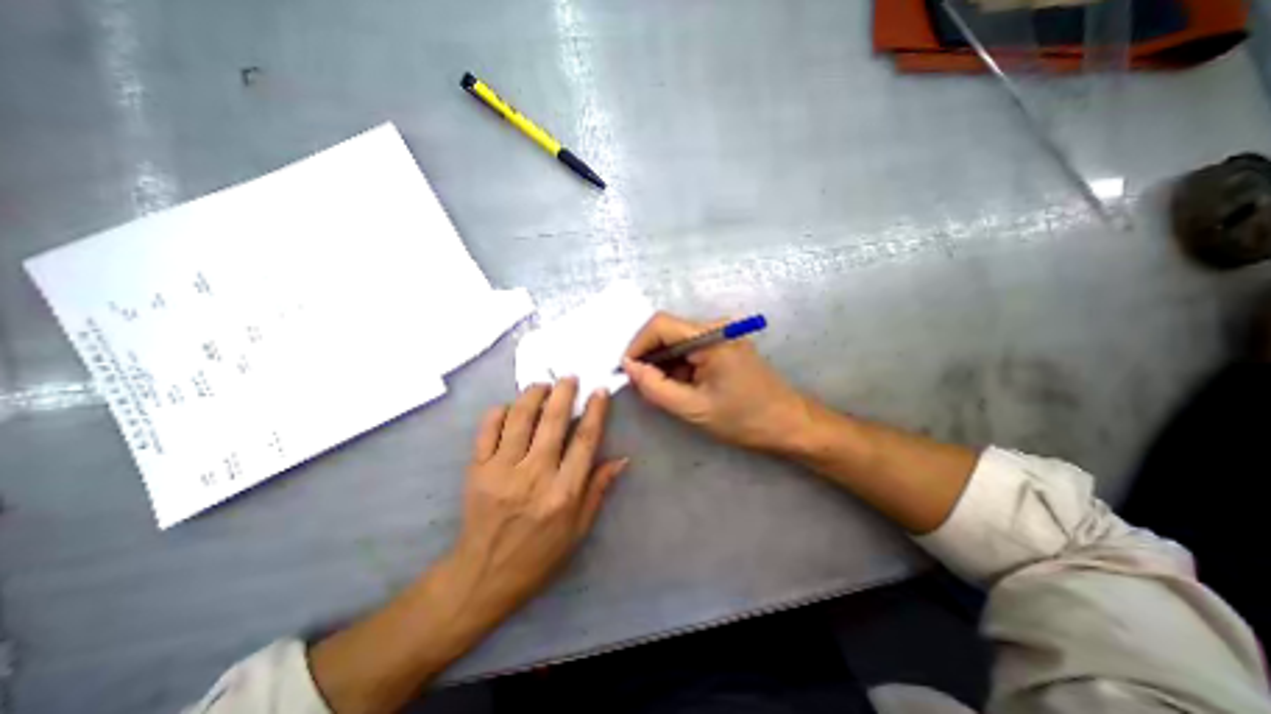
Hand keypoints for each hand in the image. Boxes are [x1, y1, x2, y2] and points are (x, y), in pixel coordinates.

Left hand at [443, 379, 626, 628]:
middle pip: (553, 421)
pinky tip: (510, 406)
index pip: (584, 441)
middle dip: (564, 392)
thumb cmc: (539, 554)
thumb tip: (621, 459)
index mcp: (564, 492)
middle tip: (569, 377)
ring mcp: (502, 470)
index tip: (599, 391)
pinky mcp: (477, 470)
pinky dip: (500, 411)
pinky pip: (488, 429)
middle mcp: (534, 475)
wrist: (484, 575)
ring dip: (533, 395)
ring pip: (520, 418)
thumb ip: (598, 489)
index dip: (595, 411)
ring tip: (543, 385)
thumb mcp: (578, 529)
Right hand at [624, 309, 813, 454]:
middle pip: (668, 331)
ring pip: (677, 341)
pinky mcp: (724, 344)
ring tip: (662, 390)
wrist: (788, 424)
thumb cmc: (744, 418)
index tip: (627, 371)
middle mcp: (716, 327)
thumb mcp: (693, 408)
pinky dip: (678, 366)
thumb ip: (655, 387)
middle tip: (642, 385)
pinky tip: (679, 386)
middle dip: (650, 357)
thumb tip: (629, 367)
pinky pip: (690, 348)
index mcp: (711, 337)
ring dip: (663, 363)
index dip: (637, 345)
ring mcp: (722, 334)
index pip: (660, 325)